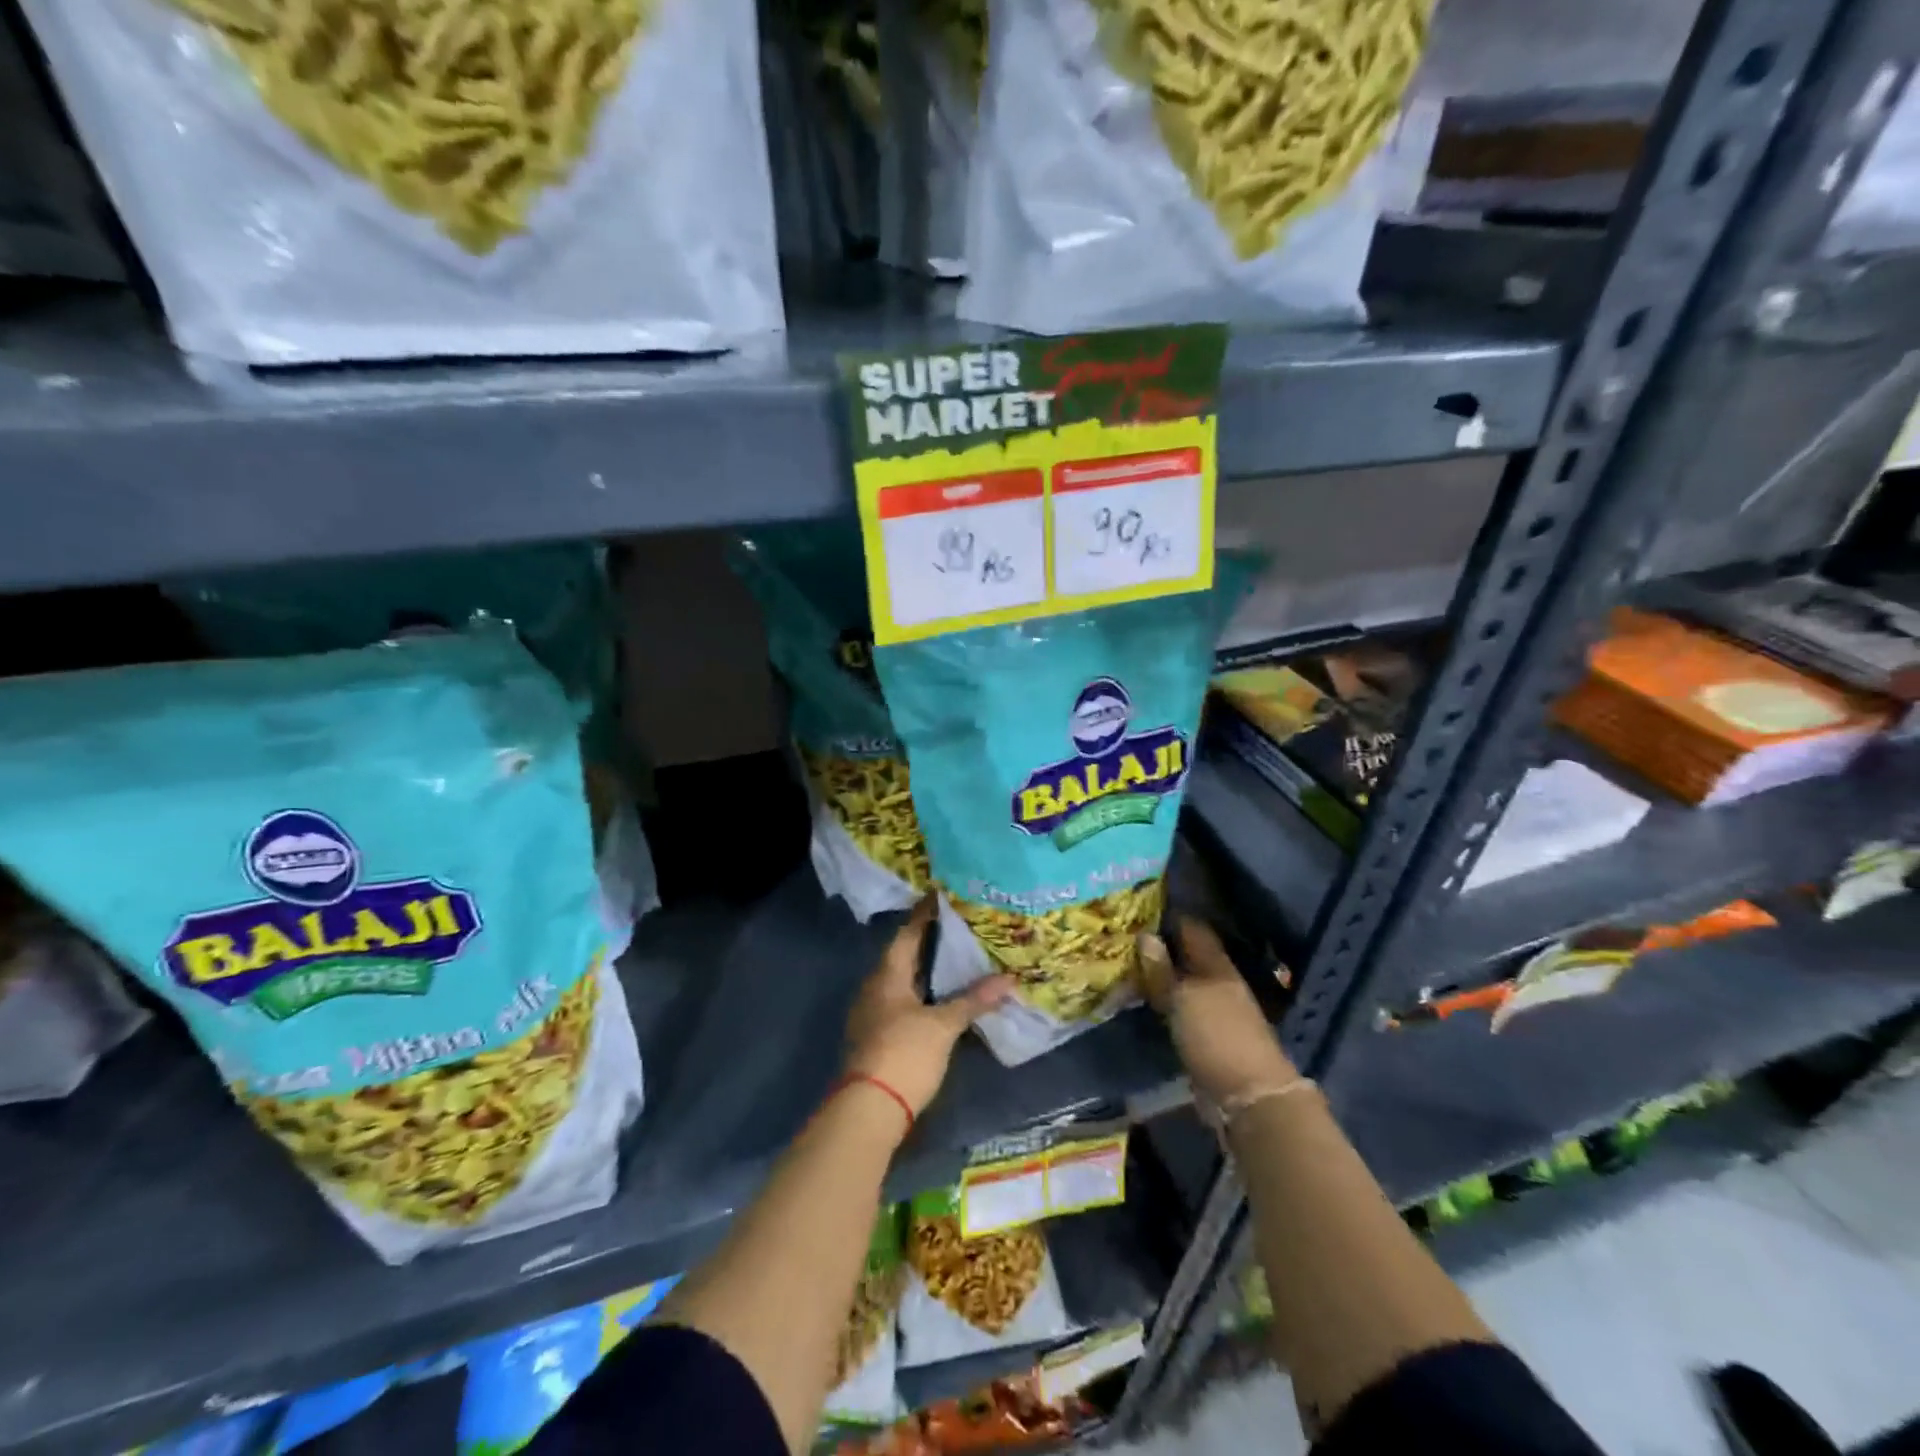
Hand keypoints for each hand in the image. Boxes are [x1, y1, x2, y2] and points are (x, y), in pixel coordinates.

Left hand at [845, 896, 1012, 1121]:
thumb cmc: (904, 1054)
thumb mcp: (943, 1026)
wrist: (868, 1110)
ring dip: (925, 968)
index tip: (942, 895)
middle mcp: (875, 987)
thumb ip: (973, 1000)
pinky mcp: (877, 1035)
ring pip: (902, 979)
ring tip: (955, 957)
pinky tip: (941, 996)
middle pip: (903, 954)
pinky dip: (922, 992)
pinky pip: (901, 1000)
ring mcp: (873, 1012)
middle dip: (928, 940)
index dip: (925, 914)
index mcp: (887, 975)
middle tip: (958, 925)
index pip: (907, 933)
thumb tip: (1009, 979)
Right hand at [1138, 917, 1300, 1105]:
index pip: (1193, 930)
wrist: (1247, 1097)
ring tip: (1125, 968)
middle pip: (1186, 958)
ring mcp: (1214, 1012)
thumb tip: (1145, 936)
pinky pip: (1178, 1011)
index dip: (1169, 917)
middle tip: (1123, 940)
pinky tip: (1141, 1001)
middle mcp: (1218, 984)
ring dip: (1158, 978)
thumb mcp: (1183, 999)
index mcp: (1218, 966)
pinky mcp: (1206, 1038)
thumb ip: (1162, 970)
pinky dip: (1161, 1004)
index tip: (1139, 909)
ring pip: (1181, 985)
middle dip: (1159, 949)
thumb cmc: (1216, 1036)